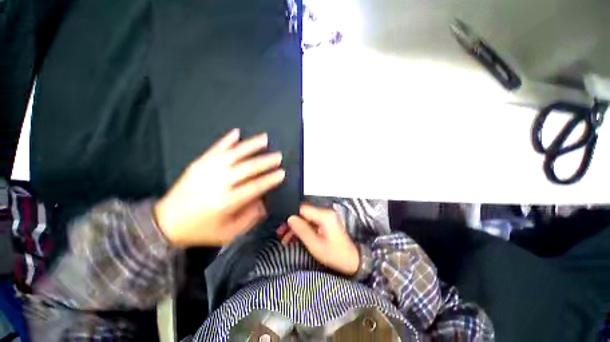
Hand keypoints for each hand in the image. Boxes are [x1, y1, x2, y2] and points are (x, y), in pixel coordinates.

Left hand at [154, 129, 284, 246]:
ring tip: (265, 138)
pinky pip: (215, 149)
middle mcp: (218, 183)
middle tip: (278, 156)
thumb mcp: (229, 232)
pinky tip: (237, 132)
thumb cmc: (202, 230)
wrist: (166, 223)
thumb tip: (265, 201)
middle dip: (265, 161)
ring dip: (251, 146)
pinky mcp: (198, 164)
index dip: (270, 179)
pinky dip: (227, 140)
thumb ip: (250, 217)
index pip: (254, 187)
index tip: (282, 173)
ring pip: (233, 154)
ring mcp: (207, 170)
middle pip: (247, 168)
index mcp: (226, 202)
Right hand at [280, 204, 359, 275]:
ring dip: (295, 227)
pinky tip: (293, 238)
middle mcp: (325, 212)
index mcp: (324, 216)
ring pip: (305, 218)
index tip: (281, 224)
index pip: (303, 208)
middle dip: (291, 222)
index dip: (291, 214)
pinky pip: (310, 223)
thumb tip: (290, 218)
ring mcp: (325, 217)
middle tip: (280, 233)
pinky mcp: (325, 222)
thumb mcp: (315, 245)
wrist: (352, 261)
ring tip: (284, 239)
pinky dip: (302, 229)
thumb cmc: (334, 254)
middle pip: (303, 213)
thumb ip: (302, 230)